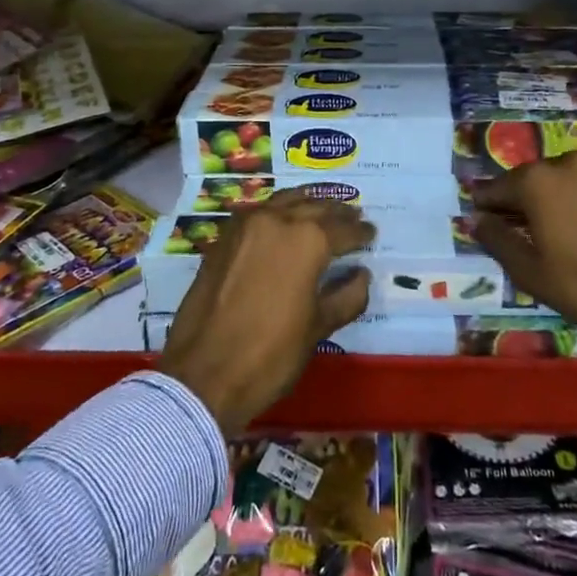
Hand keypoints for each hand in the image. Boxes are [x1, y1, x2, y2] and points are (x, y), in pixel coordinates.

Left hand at [156, 191, 374, 434]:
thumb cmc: (270, 354)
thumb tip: (361, 274)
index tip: (372, 232)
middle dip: (338, 213)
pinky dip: (279, 210)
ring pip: (286, 201)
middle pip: (315, 208)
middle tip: (354, 216)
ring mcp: (246, 225)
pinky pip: (260, 212)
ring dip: (308, 203)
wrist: (204, 374)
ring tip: (324, 210)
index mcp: (307, 240)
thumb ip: (347, 296)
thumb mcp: (318, 328)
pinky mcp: (224, 237)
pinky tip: (286, 219)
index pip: (343, 229)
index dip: (361, 232)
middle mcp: (278, 220)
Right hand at [469, 151, 576, 364]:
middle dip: (516, 206)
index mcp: (535, 181)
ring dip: (546, 205)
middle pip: (525, 182)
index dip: (484, 210)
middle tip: (515, 239)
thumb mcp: (532, 272)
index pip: (494, 189)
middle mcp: (562, 163)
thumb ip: (497, 241)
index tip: (483, 230)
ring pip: (555, 184)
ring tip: (549, 239)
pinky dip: (573, 205)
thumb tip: (474, 219)